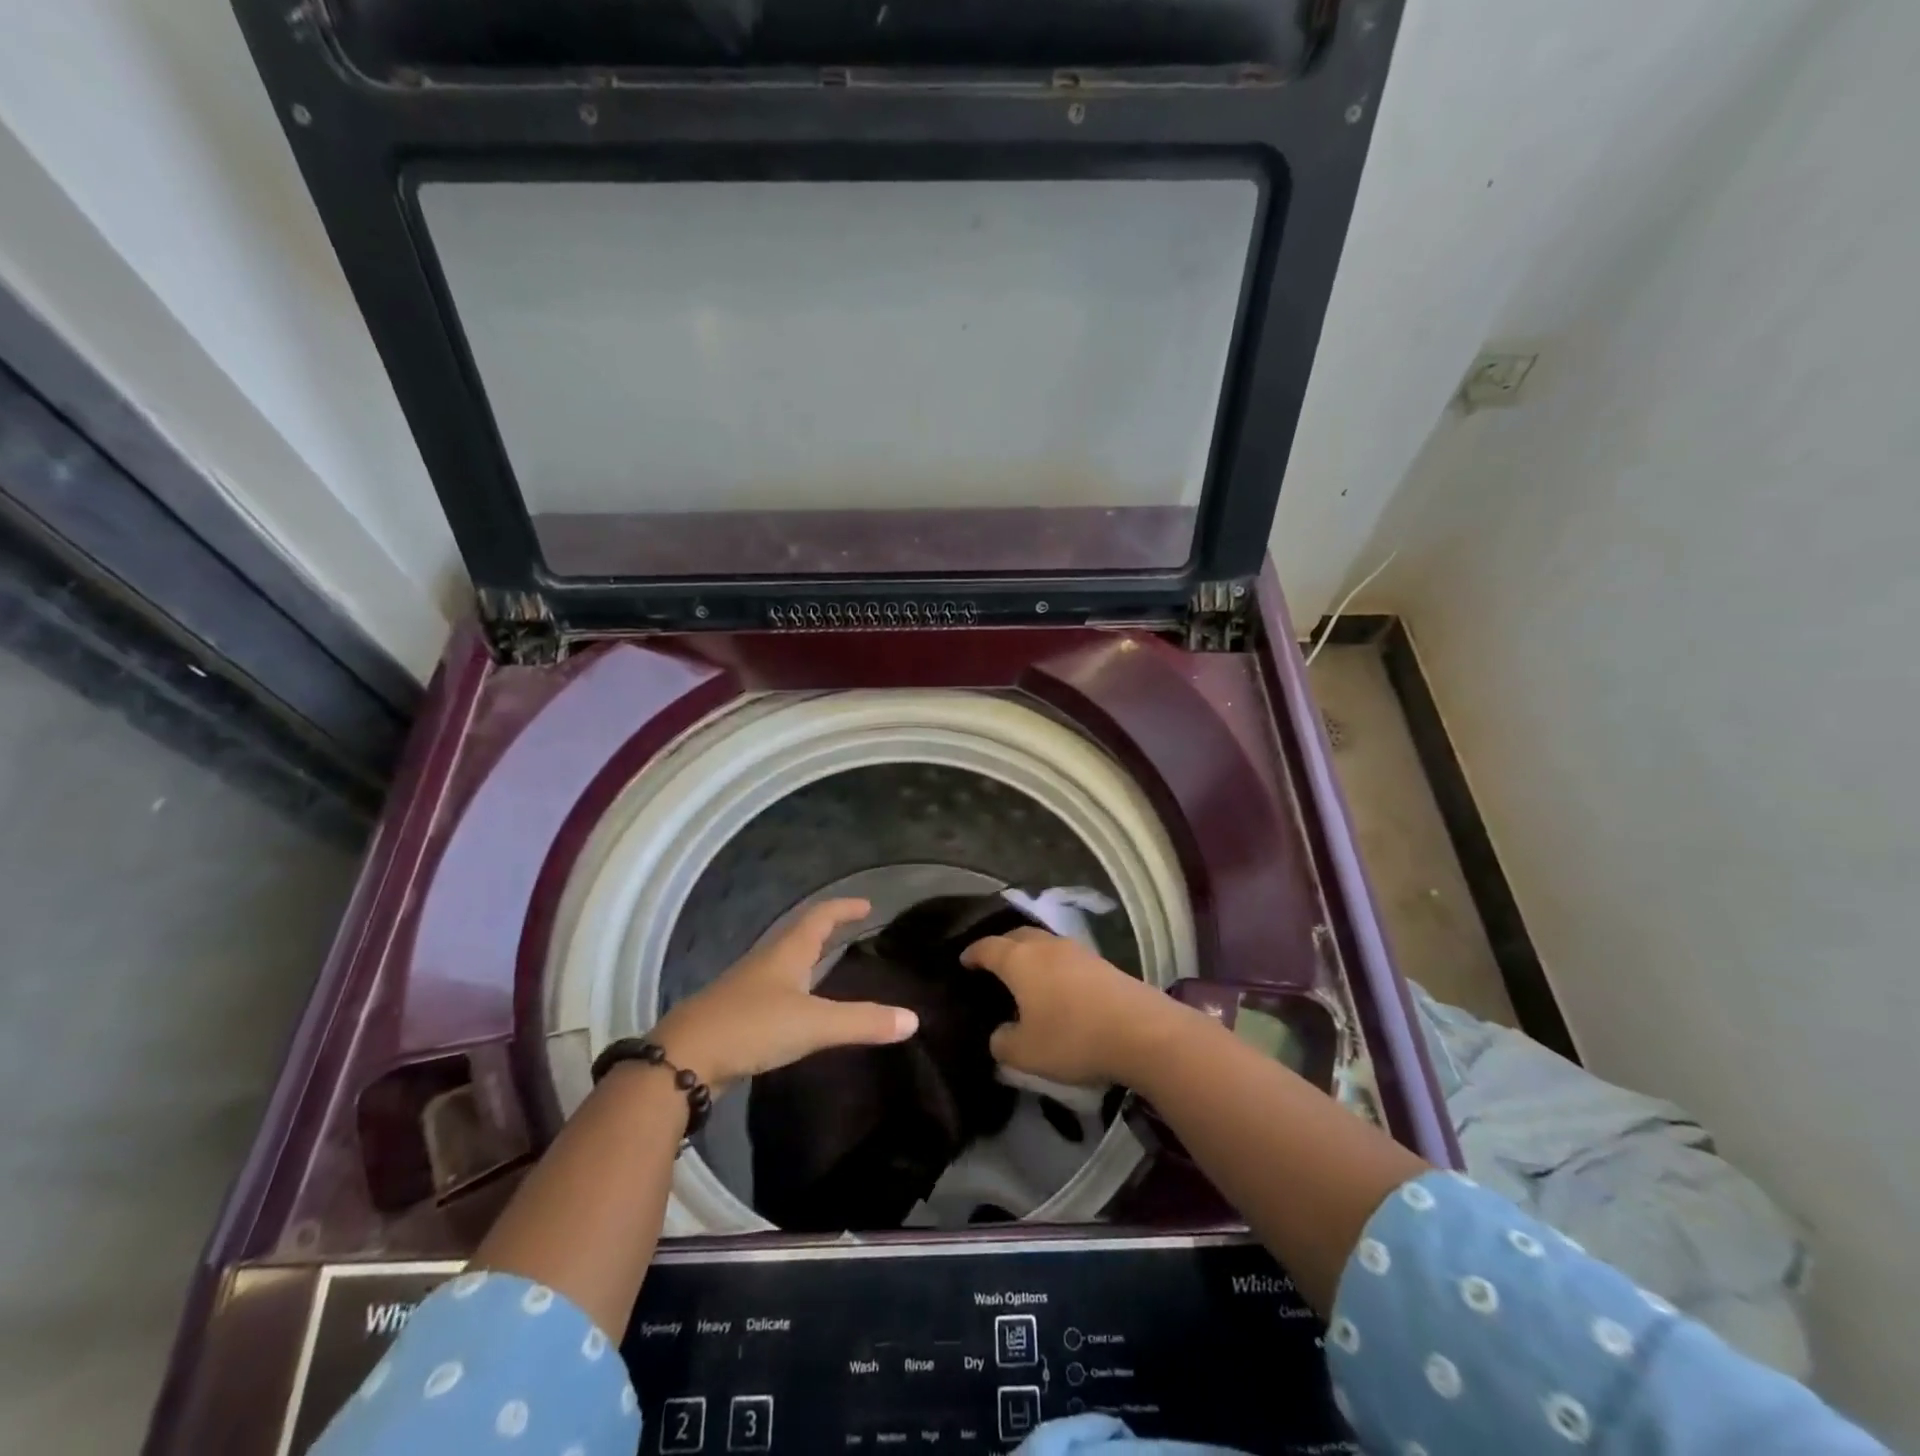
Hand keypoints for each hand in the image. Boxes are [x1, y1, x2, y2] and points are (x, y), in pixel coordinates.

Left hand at [651, 899, 917, 1093]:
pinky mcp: (734, 1014)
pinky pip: (772, 991)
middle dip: (826, 930)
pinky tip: (796, 1009)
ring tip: (828, 966)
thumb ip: (862, 1022)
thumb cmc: (752, 1027)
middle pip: (799, 935)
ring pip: (783, 963)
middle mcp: (766, 961)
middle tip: (852, 931)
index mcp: (787, 952)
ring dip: (807, 959)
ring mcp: (746, 987)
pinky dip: (792, 989)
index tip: (866, 904)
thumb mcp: (813, 1025)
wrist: (682, 1059)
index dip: (843, 908)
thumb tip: (912, 1019)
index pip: (820, 917)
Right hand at [961, 927, 1178, 1086]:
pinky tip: (1057, 985)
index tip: (964, 960)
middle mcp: (1045, 945)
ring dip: (1030, 953)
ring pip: (1043, 943)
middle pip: (1017, 935)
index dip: (973, 953)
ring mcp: (1076, 950)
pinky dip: (1053, 965)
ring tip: (1025, 974)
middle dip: (1001, 946)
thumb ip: (1003, 1043)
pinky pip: (1065, 956)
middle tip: (992, 963)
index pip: (988, 947)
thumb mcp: (1026, 1052)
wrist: (1140, 1030)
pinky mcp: (1101, 962)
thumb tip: (1000, 1034)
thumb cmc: (1072, 1037)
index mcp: (1019, 960)